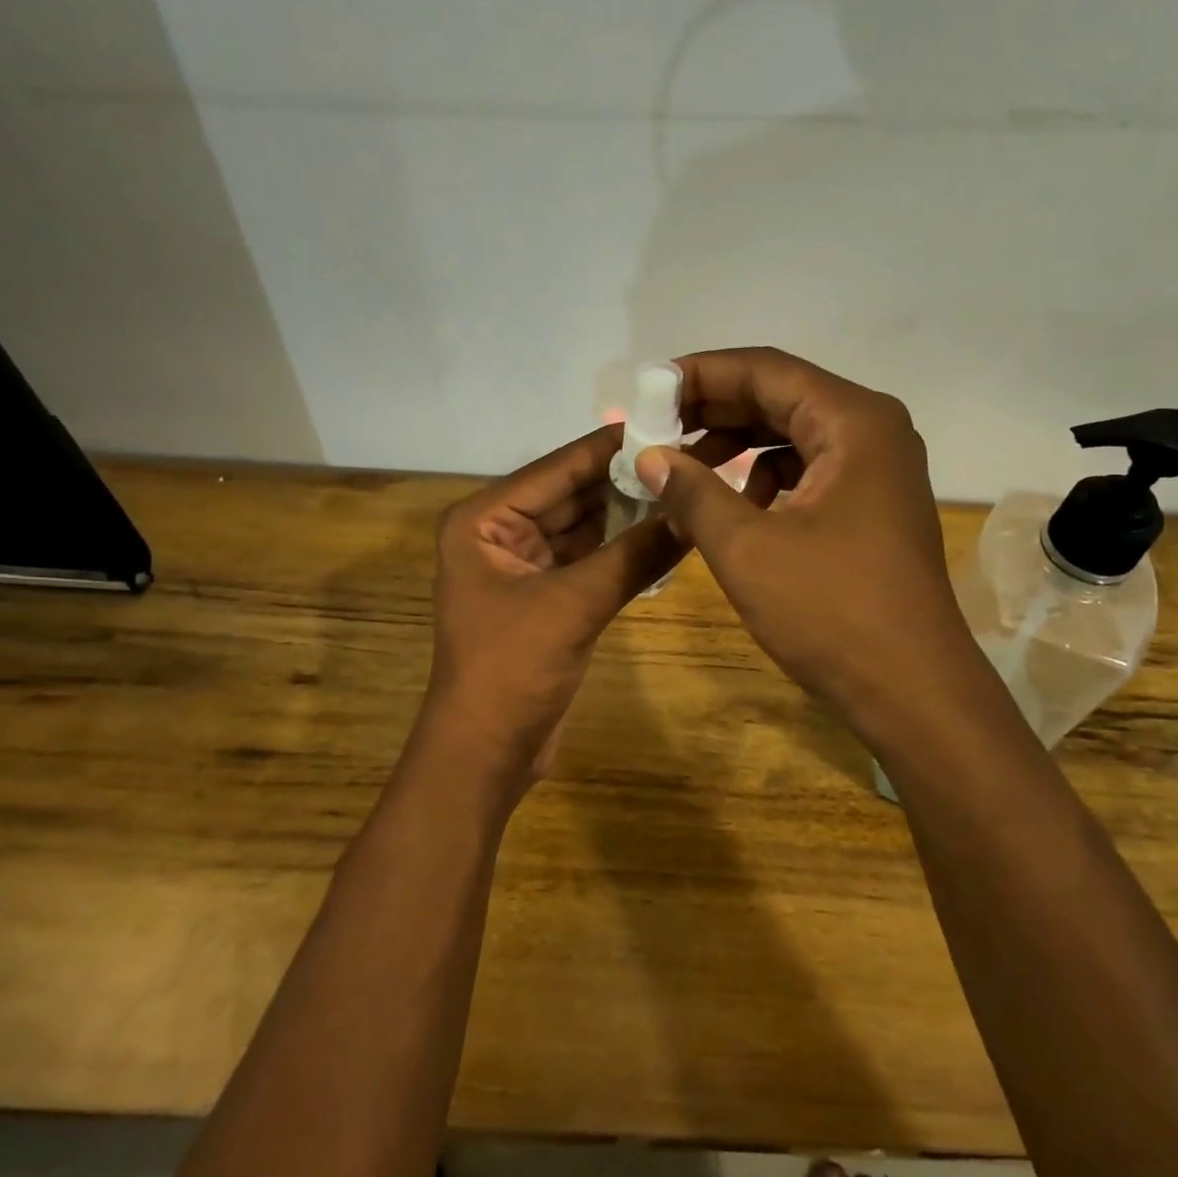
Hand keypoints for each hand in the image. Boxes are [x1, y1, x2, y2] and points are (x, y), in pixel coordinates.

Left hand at [418, 425, 680, 796]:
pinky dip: (624, 549)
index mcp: (484, 520)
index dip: (610, 447)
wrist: (485, 755)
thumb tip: (693, 514)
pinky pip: (591, 558)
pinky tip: (668, 533)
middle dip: (625, 480)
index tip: (664, 421)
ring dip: (629, 513)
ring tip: (685, 486)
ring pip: (586, 526)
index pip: (557, 469)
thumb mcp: (573, 604)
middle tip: (686, 454)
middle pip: (573, 494)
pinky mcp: (547, 595)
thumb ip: (634, 555)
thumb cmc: (510, 669)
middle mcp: (500, 532)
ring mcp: (525, 565)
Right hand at [633, 348, 978, 747]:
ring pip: (792, 433)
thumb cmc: (831, 612)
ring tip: (682, 466)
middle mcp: (872, 430)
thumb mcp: (746, 549)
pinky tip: (731, 505)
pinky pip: (807, 468)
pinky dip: (764, 476)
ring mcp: (876, 468)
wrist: (913, 691)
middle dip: (713, 409)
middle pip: (780, 395)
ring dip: (736, 443)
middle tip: (654, 426)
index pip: (765, 370)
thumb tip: (648, 456)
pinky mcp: (871, 503)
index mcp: (852, 421)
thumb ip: (692, 491)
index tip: (647, 390)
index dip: (701, 374)